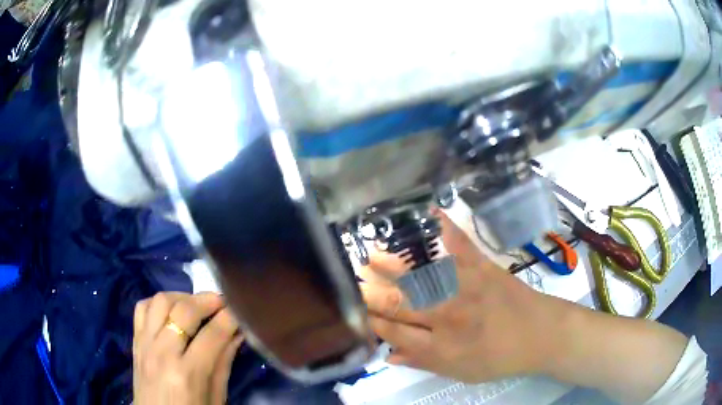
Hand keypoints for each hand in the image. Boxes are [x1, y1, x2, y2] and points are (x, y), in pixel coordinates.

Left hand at [133, 292, 242, 404]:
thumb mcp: (216, 397)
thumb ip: (224, 363)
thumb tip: (238, 333)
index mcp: (188, 374)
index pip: (213, 335)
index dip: (230, 317)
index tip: (240, 309)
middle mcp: (163, 353)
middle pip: (184, 311)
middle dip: (208, 300)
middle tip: (222, 302)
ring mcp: (145, 344)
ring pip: (161, 301)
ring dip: (182, 297)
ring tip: (196, 306)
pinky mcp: (135, 341)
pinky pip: (142, 307)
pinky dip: (158, 303)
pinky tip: (171, 312)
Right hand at [359, 210, 569, 382]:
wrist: (542, 335)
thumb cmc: (501, 358)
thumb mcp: (461, 372)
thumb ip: (423, 363)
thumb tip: (387, 355)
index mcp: (441, 346)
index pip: (395, 333)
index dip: (372, 322)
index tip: (355, 312)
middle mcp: (448, 317)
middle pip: (401, 304)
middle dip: (371, 293)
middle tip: (351, 280)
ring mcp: (466, 288)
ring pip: (422, 276)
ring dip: (394, 265)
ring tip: (370, 254)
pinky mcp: (484, 267)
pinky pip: (462, 246)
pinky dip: (447, 227)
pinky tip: (432, 211)